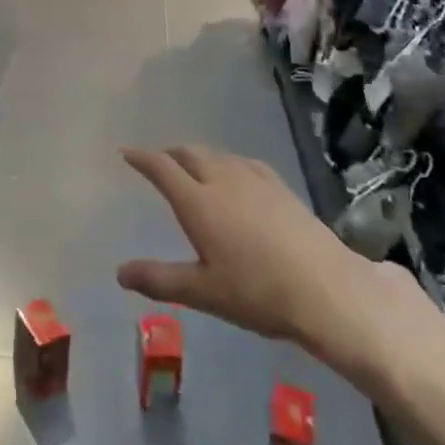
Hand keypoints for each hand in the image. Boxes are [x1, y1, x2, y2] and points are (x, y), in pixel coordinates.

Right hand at [117, 145, 375, 349]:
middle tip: (158, 163)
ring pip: (217, 155)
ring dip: (197, 156)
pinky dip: (226, 162)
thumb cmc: (257, 292)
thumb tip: (119, 272)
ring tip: (192, 169)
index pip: (162, 168)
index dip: (141, 158)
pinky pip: (242, 162)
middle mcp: (222, 180)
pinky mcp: (279, 185)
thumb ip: (159, 279)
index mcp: (198, 202)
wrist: (325, 287)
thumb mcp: (203, 292)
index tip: (126, 152)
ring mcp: (254, 179)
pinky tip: (235, 176)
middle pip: (189, 153)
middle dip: (169, 154)